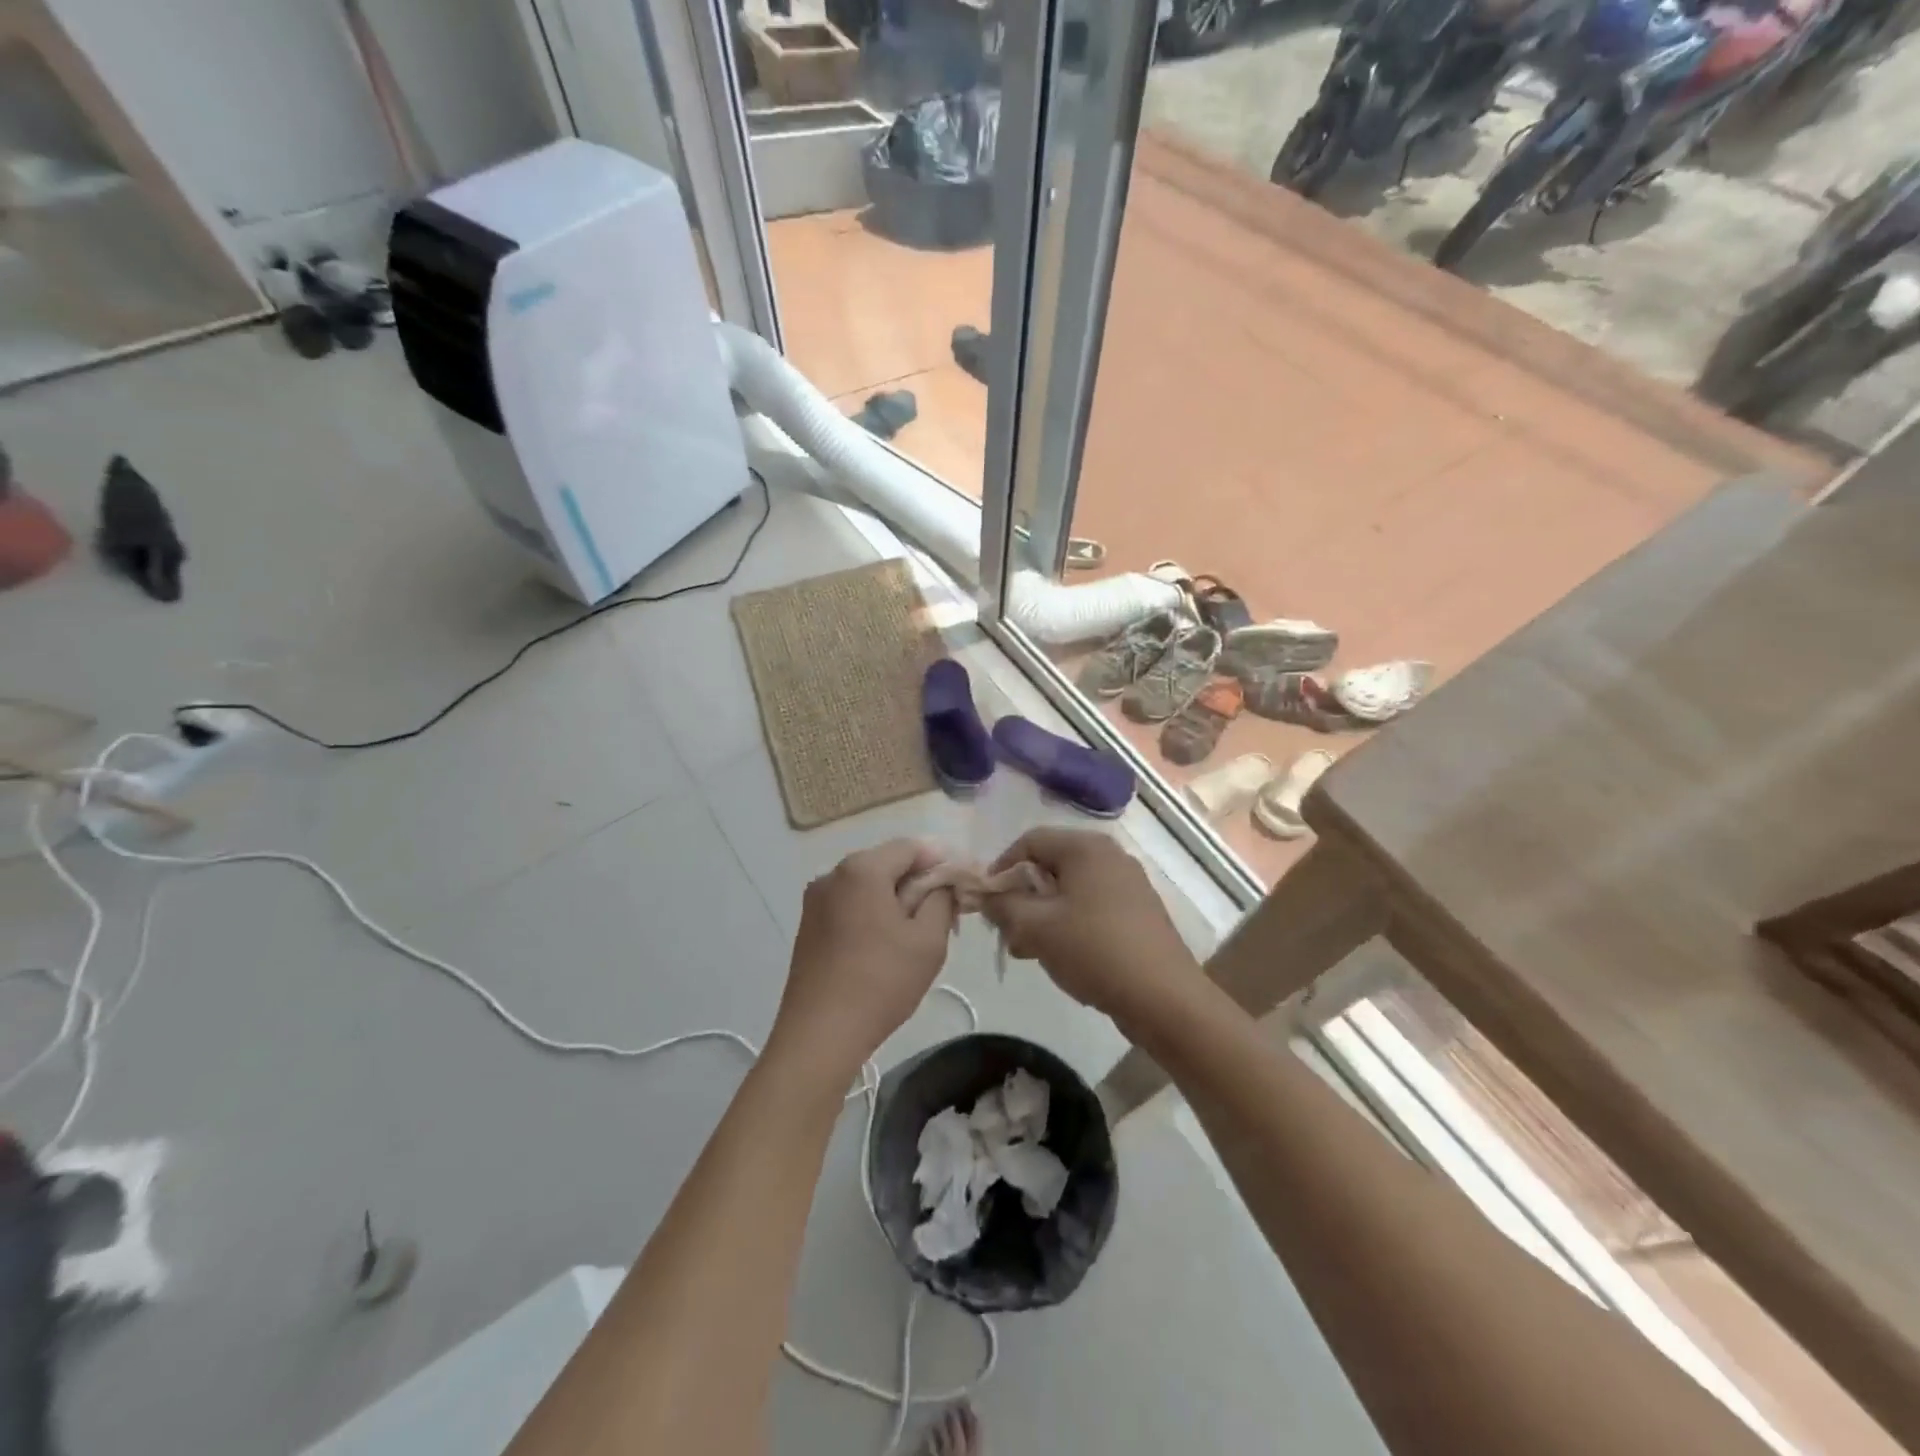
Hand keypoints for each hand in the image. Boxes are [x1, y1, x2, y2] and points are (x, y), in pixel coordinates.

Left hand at [768, 840, 957, 1083]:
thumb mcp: (928, 940)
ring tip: (917, 932)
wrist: (819, 1034)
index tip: (961, 884)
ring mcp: (815, 900)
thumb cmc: (881, 982)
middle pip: (886, 863)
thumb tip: (943, 883)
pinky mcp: (808, 925)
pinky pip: (849, 905)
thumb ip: (941, 899)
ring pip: (867, 885)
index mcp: (862, 869)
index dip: (941, 861)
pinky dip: (872, 913)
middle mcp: (833, 874)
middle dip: (918, 881)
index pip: (911, 847)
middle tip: (945, 911)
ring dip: (895, 898)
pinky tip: (885, 944)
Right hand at [984, 828, 1201, 1026]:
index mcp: (1086, 847)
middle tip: (1007, 932)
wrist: (1164, 998)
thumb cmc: (1094, 951)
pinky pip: (1091, 905)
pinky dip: (1069, 923)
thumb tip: (986, 895)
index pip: (1029, 841)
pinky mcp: (1138, 911)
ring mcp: (1128, 883)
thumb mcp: (1035, 927)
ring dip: (1042, 914)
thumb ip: (1002, 905)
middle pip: (1050, 864)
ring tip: (1029, 951)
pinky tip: (1061, 955)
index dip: (1001, 869)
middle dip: (1022, 896)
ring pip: (1070, 889)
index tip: (987, 903)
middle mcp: (1109, 855)